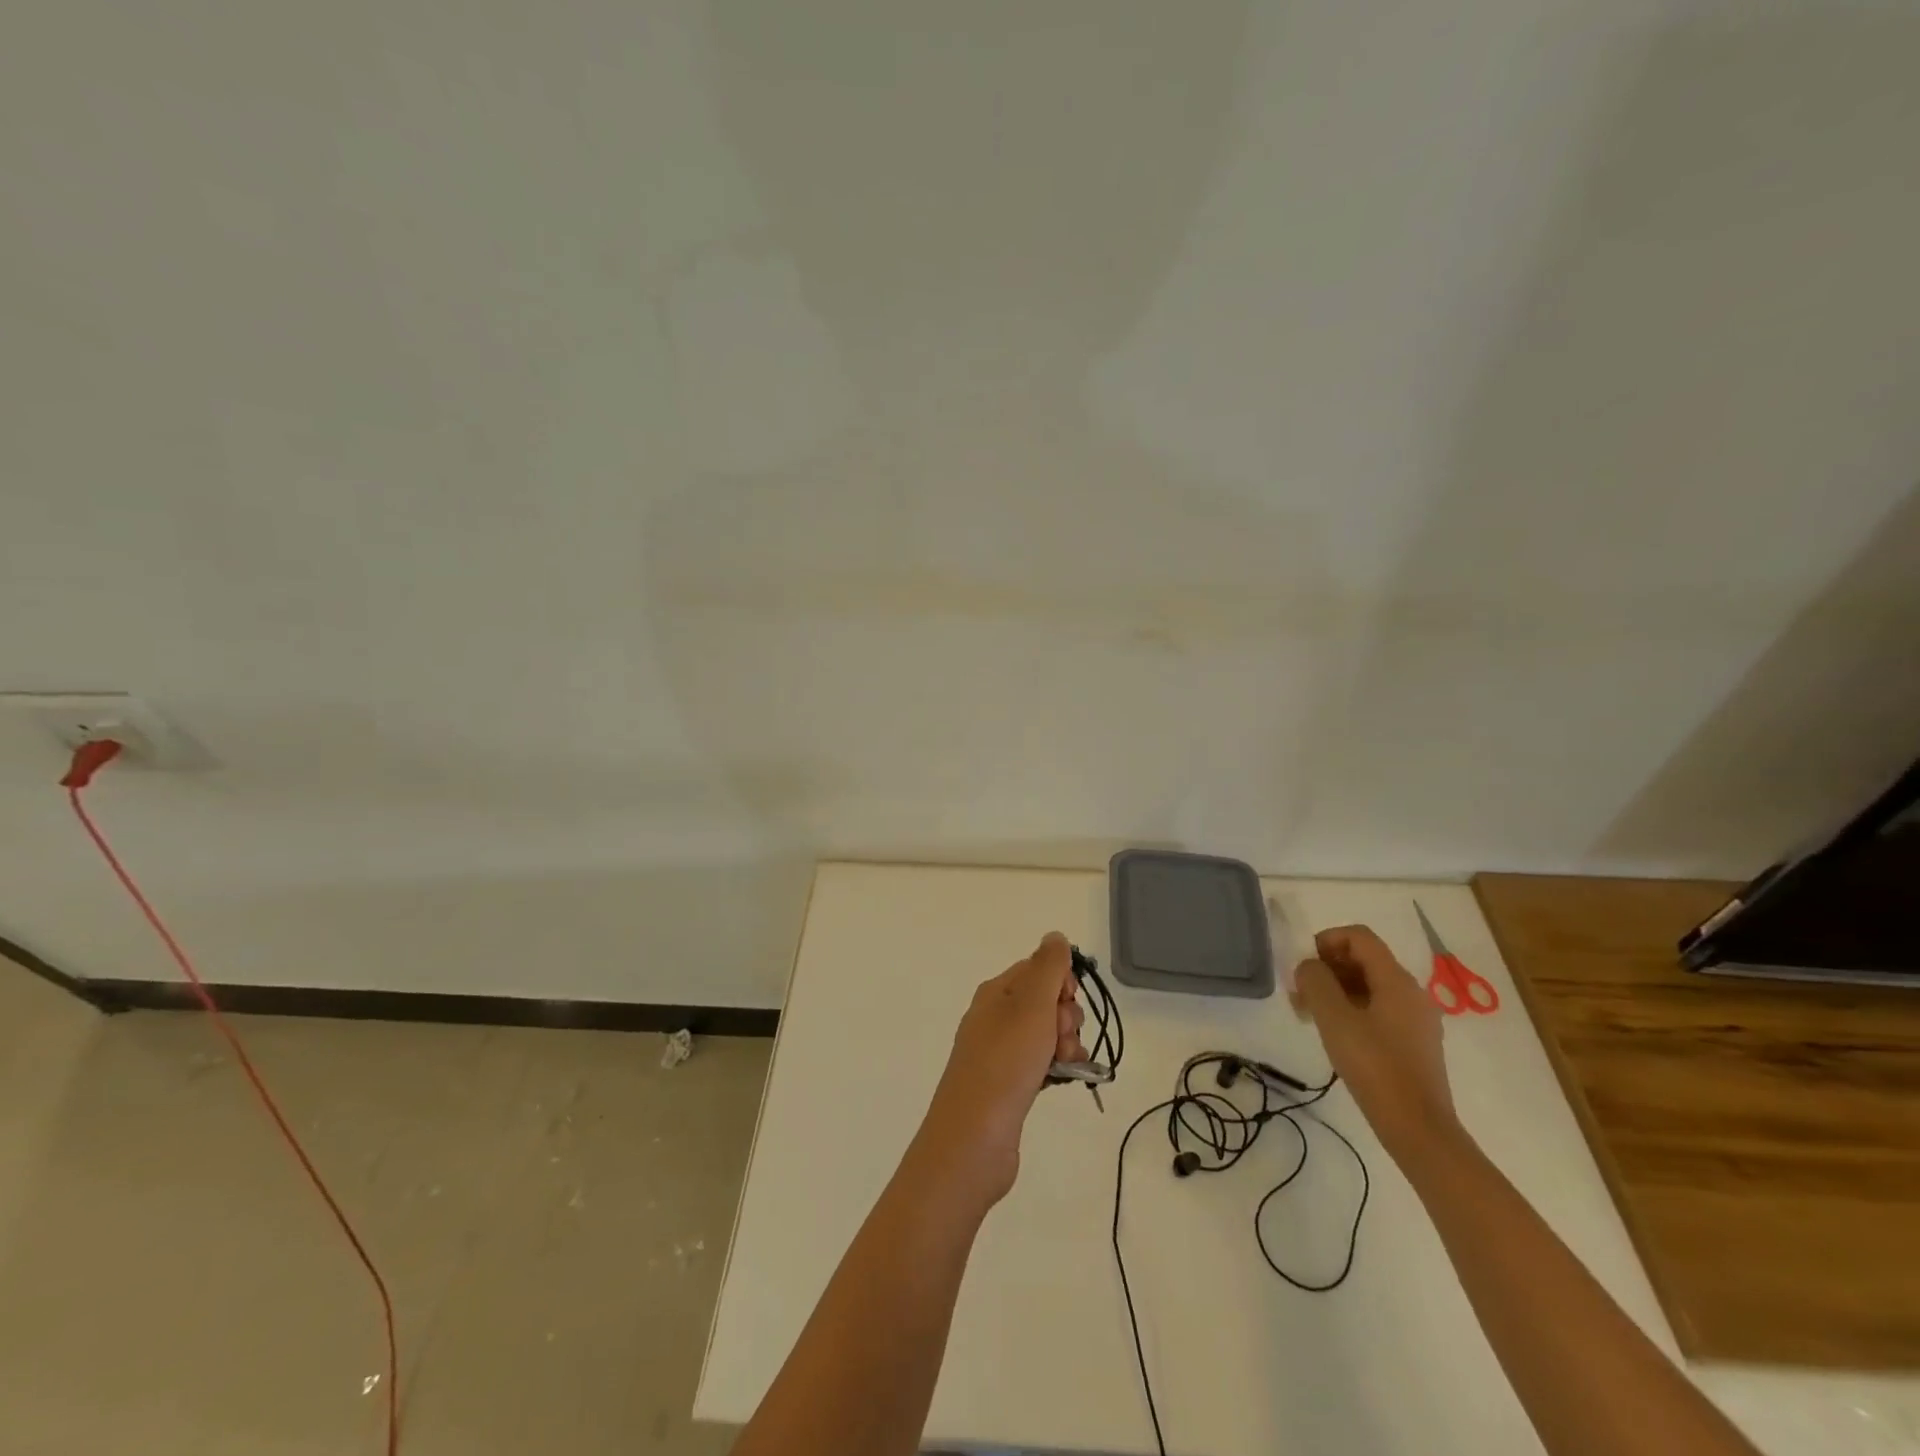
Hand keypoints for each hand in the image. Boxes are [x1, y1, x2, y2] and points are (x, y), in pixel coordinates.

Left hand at [917, 932, 1087, 1206]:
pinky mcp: (1009, 1084)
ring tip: (1062, 1065)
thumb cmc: (1005, 1064)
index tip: (1066, 1003)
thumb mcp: (1031, 1005)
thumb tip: (1054, 936)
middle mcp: (995, 1017)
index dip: (1062, 983)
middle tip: (1059, 1040)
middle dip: (1066, 1017)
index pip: (1038, 969)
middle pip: (1046, 1001)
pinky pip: (1042, 1062)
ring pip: (1047, 1034)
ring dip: (1066, 1045)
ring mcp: (1000, 1052)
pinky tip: (1063, 1080)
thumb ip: (1047, 967)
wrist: (974, 1139)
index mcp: (996, 992)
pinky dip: (1057, 1068)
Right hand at [1293, 925, 1461, 1166]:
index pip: (1359, 937)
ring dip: (1336, 990)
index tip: (1303, 965)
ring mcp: (1416, 1019)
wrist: (1419, 1129)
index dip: (1326, 940)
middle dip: (1328, 968)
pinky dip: (1351, 1009)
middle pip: (1364, 960)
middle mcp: (1411, 992)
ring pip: (1369, 986)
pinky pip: (1378, 1009)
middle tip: (1300, 992)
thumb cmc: (1375, 1067)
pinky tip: (1335, 1034)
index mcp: (1396, 980)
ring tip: (1309, 1015)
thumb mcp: (1334, 1019)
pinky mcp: (1414, 1042)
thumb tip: (1308, 966)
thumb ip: (1315, 981)